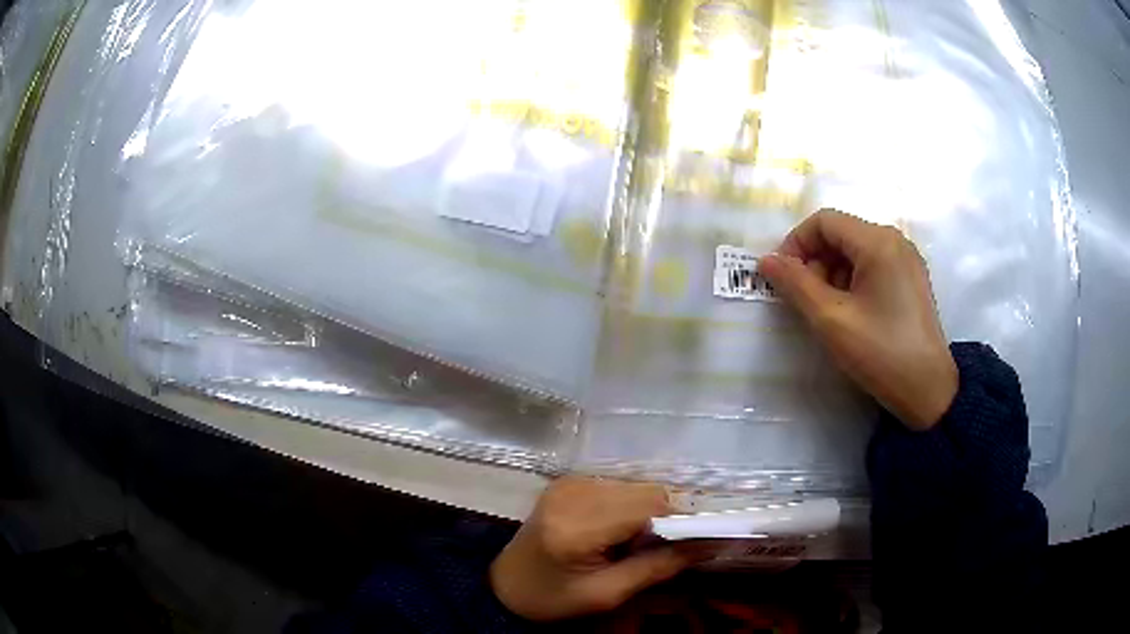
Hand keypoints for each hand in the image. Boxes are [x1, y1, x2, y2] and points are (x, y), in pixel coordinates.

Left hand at [490, 477, 693, 620]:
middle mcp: (574, 492)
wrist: (506, 586)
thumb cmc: (554, 598)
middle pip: (646, 491)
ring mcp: (569, 482)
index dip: (682, 520)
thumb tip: (709, 544)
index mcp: (578, 526)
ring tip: (637, 543)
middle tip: (664, 548)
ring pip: (636, 486)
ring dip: (649, 511)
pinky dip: (631, 506)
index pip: (649, 506)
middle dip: (667, 517)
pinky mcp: (569, 481)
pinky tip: (620, 530)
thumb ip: (659, 566)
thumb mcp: (607, 594)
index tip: (704, 539)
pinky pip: (619, 486)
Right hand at [758, 209, 957, 430]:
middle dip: (816, 261)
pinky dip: (853, 281)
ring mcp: (906, 259)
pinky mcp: (911, 279)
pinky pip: (873, 265)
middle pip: (841, 233)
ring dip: (833, 273)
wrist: (928, 390)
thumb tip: (767, 260)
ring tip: (830, 311)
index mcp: (878, 242)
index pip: (824, 221)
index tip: (783, 279)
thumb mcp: (831, 320)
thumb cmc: (880, 352)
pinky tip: (852, 313)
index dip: (796, 243)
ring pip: (856, 250)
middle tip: (807, 301)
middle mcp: (894, 240)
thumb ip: (796, 284)